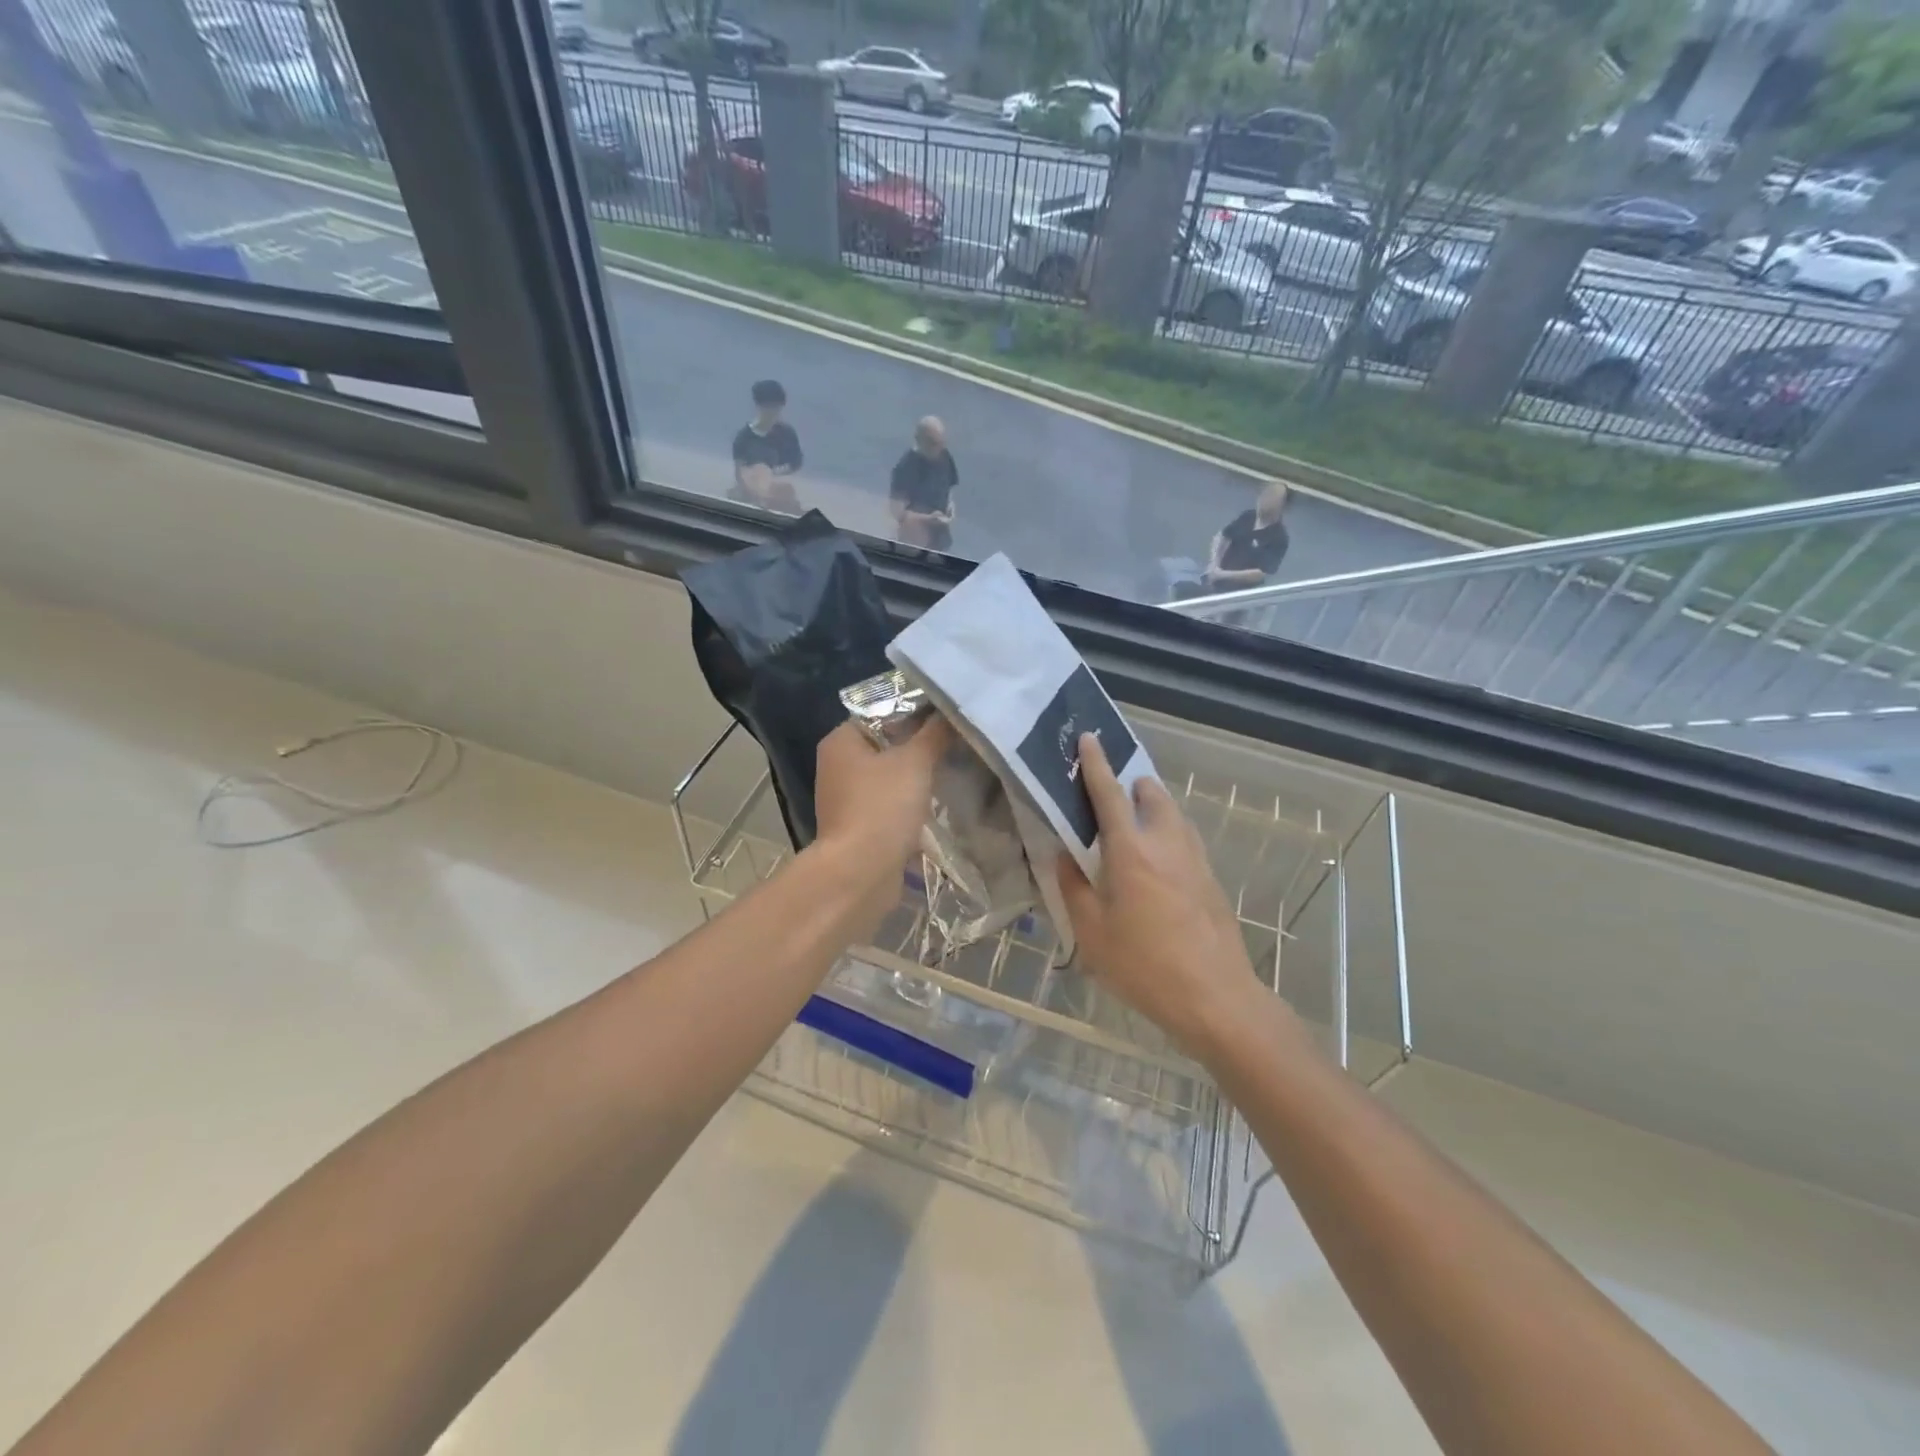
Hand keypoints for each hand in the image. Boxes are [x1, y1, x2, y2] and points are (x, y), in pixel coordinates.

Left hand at [811, 715, 951, 910]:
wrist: (861, 873)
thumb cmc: (882, 807)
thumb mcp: (915, 762)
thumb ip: (934, 733)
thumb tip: (949, 711)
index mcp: (841, 741)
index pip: (880, 712)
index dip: (913, 713)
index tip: (946, 717)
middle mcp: (837, 766)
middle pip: (886, 746)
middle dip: (919, 747)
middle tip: (955, 743)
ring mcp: (846, 799)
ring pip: (889, 778)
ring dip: (916, 778)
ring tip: (952, 771)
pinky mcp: (859, 827)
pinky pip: (889, 805)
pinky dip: (910, 805)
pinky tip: (938, 804)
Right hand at [1056, 733, 1261, 1056]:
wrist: (1216, 998)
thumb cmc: (1144, 965)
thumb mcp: (1092, 932)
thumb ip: (1074, 888)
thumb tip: (1064, 857)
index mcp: (1130, 850)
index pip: (1109, 793)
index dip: (1096, 763)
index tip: (1089, 738)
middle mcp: (1166, 842)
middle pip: (1151, 794)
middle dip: (1131, 786)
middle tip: (1110, 803)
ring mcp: (1195, 859)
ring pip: (1174, 814)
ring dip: (1152, 809)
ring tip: (1132, 833)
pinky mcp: (1212, 878)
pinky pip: (1186, 839)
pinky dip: (1168, 835)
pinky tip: (1157, 867)